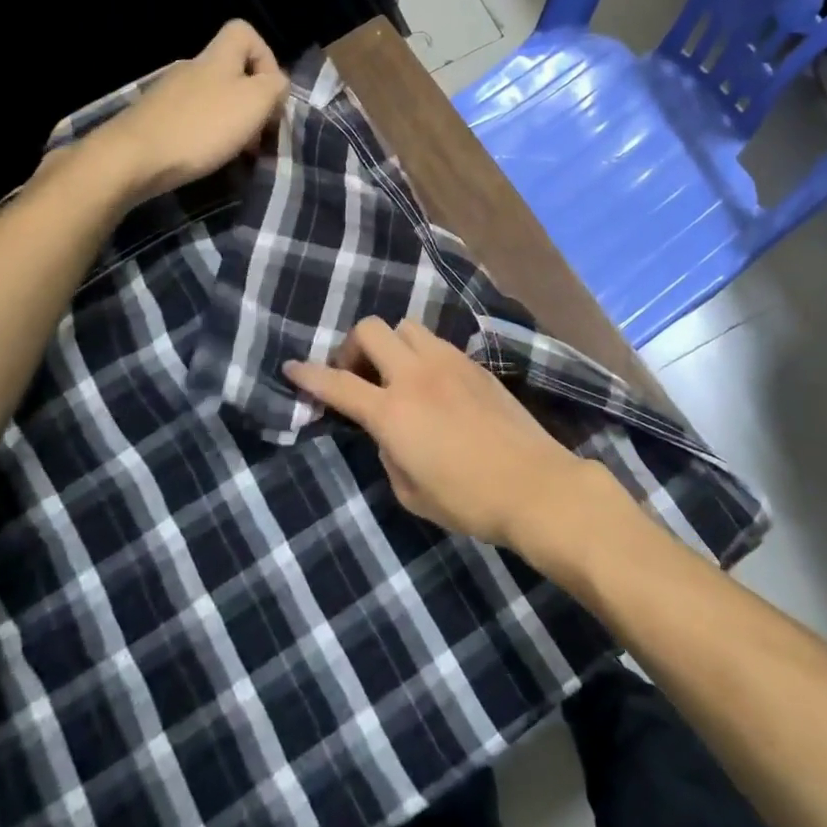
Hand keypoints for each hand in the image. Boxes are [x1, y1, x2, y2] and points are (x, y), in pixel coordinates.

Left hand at [71, 20, 288, 205]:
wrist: (131, 159)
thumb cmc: (201, 127)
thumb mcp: (255, 102)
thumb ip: (275, 86)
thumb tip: (276, 84)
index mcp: (216, 58)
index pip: (243, 32)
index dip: (266, 56)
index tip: (271, 91)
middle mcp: (191, 68)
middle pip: (232, 72)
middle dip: (253, 102)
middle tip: (260, 134)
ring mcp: (170, 94)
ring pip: (215, 99)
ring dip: (233, 123)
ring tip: (238, 152)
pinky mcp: (155, 120)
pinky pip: (194, 120)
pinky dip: (208, 137)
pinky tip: (209, 158)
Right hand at [283, 318, 618, 549]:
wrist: (533, 483)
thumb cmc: (468, 499)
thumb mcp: (410, 492)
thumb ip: (388, 453)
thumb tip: (388, 431)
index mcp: (392, 411)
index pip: (338, 383)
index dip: (309, 375)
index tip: (292, 367)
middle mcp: (416, 375)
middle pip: (372, 329)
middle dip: (353, 346)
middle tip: (357, 375)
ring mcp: (449, 363)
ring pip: (407, 326)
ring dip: (391, 344)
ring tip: (396, 375)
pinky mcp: (475, 364)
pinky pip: (436, 343)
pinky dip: (422, 354)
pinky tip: (432, 384)